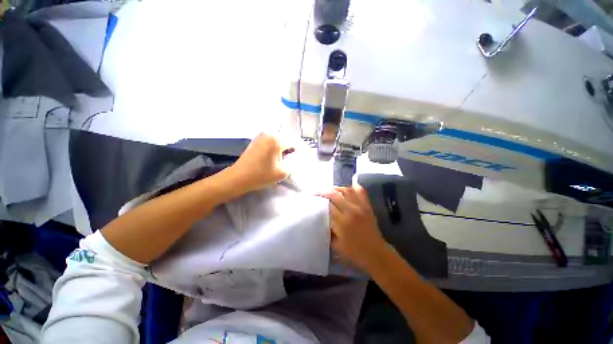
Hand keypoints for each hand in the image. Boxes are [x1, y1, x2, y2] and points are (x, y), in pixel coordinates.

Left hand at [229, 133, 293, 191]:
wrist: (238, 177)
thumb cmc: (261, 175)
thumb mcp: (283, 172)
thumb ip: (293, 164)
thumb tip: (294, 159)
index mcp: (277, 139)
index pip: (293, 143)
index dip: (297, 152)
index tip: (297, 161)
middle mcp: (269, 134)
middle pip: (285, 141)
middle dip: (289, 150)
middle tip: (289, 162)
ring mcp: (261, 136)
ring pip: (277, 142)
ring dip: (281, 150)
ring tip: (282, 161)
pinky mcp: (255, 141)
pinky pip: (270, 143)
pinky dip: (274, 149)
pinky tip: (273, 158)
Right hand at [321, 186, 388, 272]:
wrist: (376, 254)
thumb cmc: (354, 253)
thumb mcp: (336, 245)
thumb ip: (327, 230)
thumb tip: (320, 218)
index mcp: (342, 222)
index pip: (327, 205)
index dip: (319, 200)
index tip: (312, 199)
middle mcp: (351, 211)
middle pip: (334, 194)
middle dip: (323, 191)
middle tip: (317, 192)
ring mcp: (360, 207)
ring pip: (346, 190)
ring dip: (336, 188)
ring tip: (329, 191)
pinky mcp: (367, 206)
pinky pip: (360, 191)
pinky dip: (352, 188)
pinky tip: (346, 190)